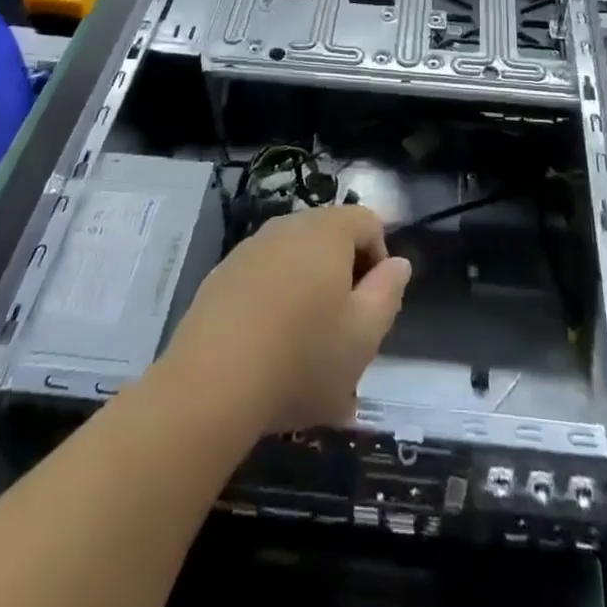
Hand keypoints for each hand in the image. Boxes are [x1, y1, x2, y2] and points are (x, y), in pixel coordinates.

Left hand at [159, 205, 411, 435]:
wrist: (209, 385)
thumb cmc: (302, 358)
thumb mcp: (364, 335)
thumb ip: (388, 292)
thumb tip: (397, 263)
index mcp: (327, 231)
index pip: (368, 222)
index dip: (379, 261)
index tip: (371, 308)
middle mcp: (288, 226)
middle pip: (330, 239)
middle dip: (343, 279)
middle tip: (342, 333)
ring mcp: (250, 248)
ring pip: (294, 261)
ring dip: (308, 294)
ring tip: (304, 351)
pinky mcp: (221, 276)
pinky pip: (263, 279)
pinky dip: (274, 304)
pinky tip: (267, 352)